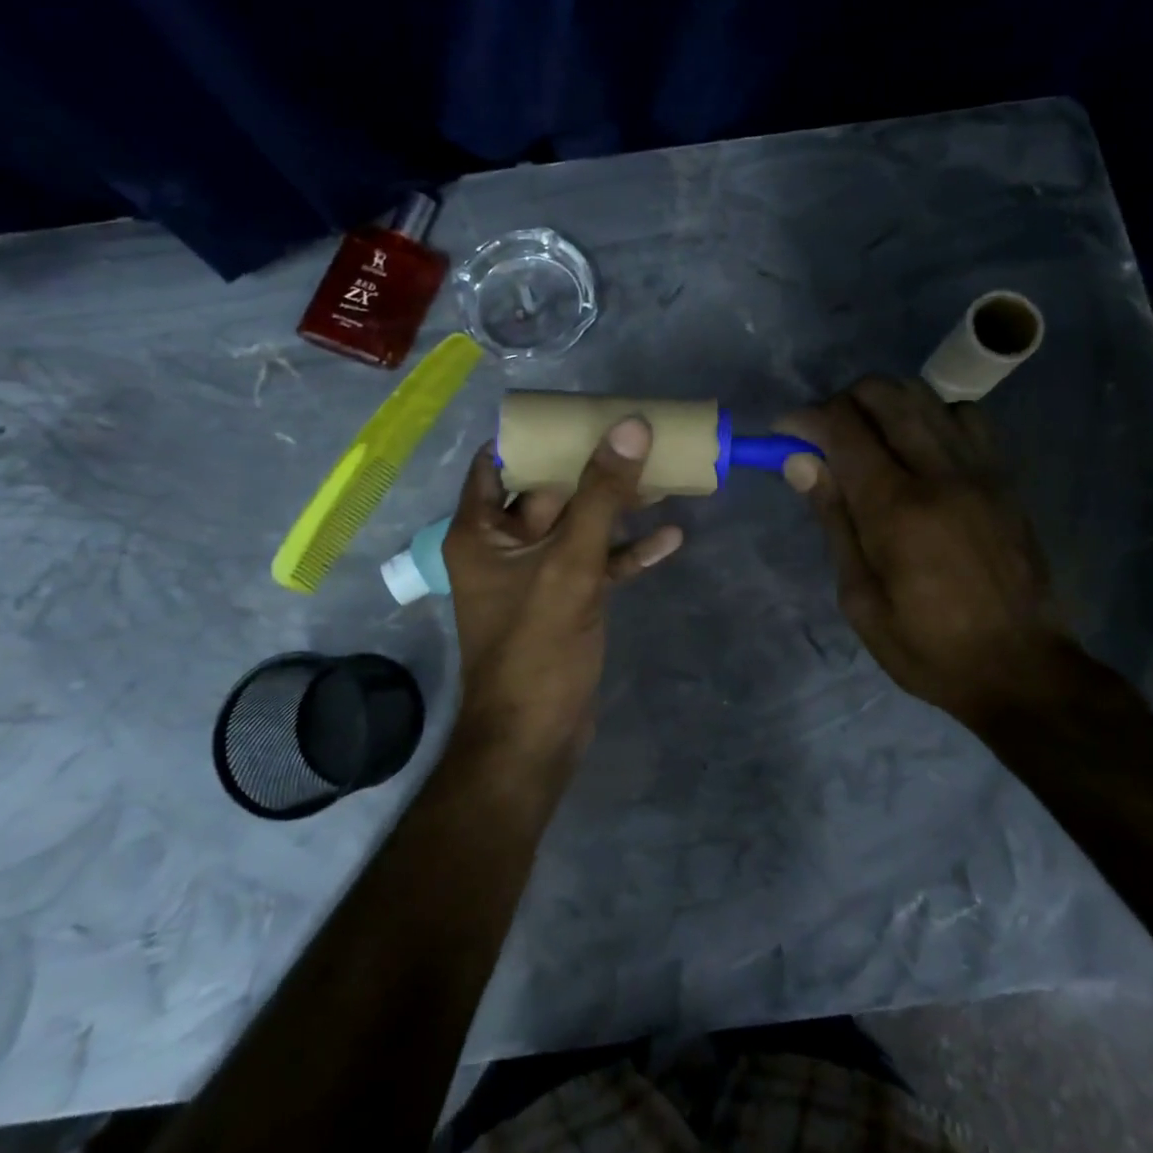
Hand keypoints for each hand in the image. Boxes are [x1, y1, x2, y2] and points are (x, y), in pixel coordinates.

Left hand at [443, 418, 683, 767]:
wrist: (535, 741)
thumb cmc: (536, 647)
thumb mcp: (570, 564)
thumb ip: (601, 495)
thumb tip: (631, 426)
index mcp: (481, 530)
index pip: (498, 461)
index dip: (535, 435)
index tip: (578, 411)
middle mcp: (503, 546)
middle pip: (548, 489)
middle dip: (592, 465)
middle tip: (636, 434)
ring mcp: (536, 575)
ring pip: (578, 525)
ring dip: (617, 506)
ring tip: (665, 477)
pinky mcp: (565, 601)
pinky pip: (596, 563)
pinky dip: (627, 551)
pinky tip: (670, 538)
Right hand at [779, 377, 1071, 728]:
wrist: (1021, 670)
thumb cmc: (926, 647)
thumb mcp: (859, 598)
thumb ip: (833, 520)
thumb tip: (800, 462)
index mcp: (896, 509)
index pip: (842, 428)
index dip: (804, 419)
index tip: (784, 433)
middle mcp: (939, 473)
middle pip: (884, 395)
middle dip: (842, 400)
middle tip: (824, 434)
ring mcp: (979, 470)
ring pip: (926, 396)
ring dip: (885, 403)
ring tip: (868, 436)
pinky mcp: (1005, 478)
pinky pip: (966, 417)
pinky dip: (932, 416)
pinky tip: (920, 448)